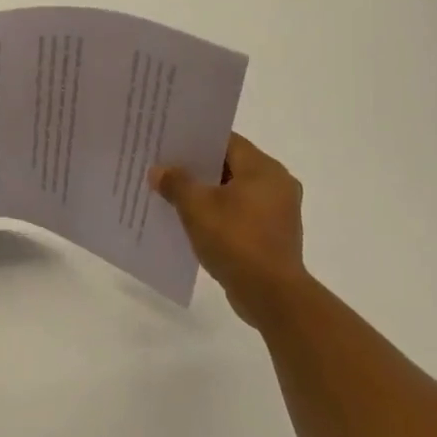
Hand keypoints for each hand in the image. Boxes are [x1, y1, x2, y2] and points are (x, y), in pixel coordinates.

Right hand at [151, 134, 308, 326]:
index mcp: (264, 168)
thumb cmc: (236, 240)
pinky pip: (241, 214)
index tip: (170, 143)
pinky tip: (193, 222)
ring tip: (173, 195)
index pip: (227, 140)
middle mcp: (277, 184)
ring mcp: (278, 212)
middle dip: (198, 168)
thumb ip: (176, 183)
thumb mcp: (197, 208)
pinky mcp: (274, 236)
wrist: (272, 296)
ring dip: (208, 193)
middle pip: (231, 165)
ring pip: (235, 191)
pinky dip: (220, 214)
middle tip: (166, 167)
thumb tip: (158, 170)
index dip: (196, 140)